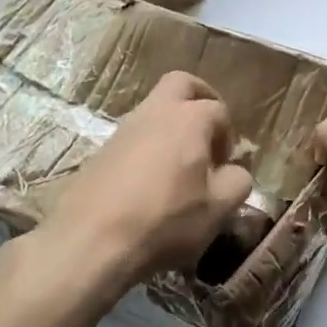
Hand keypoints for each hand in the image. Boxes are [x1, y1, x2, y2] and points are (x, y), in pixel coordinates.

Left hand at [31, 72, 254, 303]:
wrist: (89, 242)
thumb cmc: (165, 221)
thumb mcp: (218, 209)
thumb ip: (237, 182)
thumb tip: (234, 171)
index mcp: (189, 118)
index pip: (219, 111)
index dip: (228, 137)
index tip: (225, 167)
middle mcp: (155, 112)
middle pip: (181, 84)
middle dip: (199, 99)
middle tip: (207, 133)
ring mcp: (122, 129)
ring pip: (153, 110)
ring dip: (171, 127)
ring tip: (179, 168)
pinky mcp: (100, 151)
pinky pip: (133, 137)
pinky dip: (148, 148)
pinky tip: (150, 185)